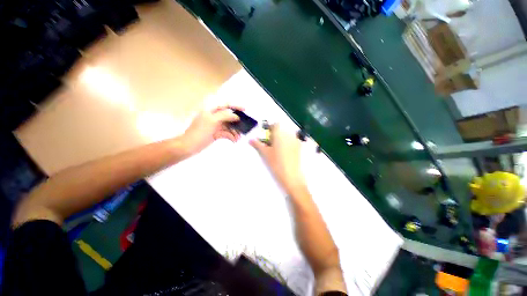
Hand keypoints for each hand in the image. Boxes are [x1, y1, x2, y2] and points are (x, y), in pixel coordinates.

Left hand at [182, 105, 241, 155]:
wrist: (189, 146)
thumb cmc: (200, 131)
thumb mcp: (212, 120)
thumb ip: (225, 116)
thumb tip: (236, 116)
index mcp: (211, 110)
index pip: (225, 104)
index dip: (235, 106)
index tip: (244, 110)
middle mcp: (214, 116)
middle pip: (229, 117)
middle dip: (236, 123)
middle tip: (244, 127)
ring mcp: (216, 125)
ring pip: (229, 126)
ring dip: (235, 131)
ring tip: (239, 138)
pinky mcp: (216, 133)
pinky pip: (226, 133)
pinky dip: (231, 136)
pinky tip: (234, 140)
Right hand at [250, 124, 304, 191]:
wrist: (291, 175)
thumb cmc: (276, 163)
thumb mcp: (265, 153)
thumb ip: (258, 144)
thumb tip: (250, 139)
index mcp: (279, 133)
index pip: (275, 124)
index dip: (270, 128)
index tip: (267, 136)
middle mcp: (289, 134)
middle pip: (281, 130)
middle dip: (275, 134)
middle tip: (271, 144)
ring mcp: (295, 140)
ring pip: (287, 135)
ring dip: (282, 138)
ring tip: (278, 149)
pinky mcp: (299, 146)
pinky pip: (292, 140)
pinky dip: (288, 143)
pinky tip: (286, 152)